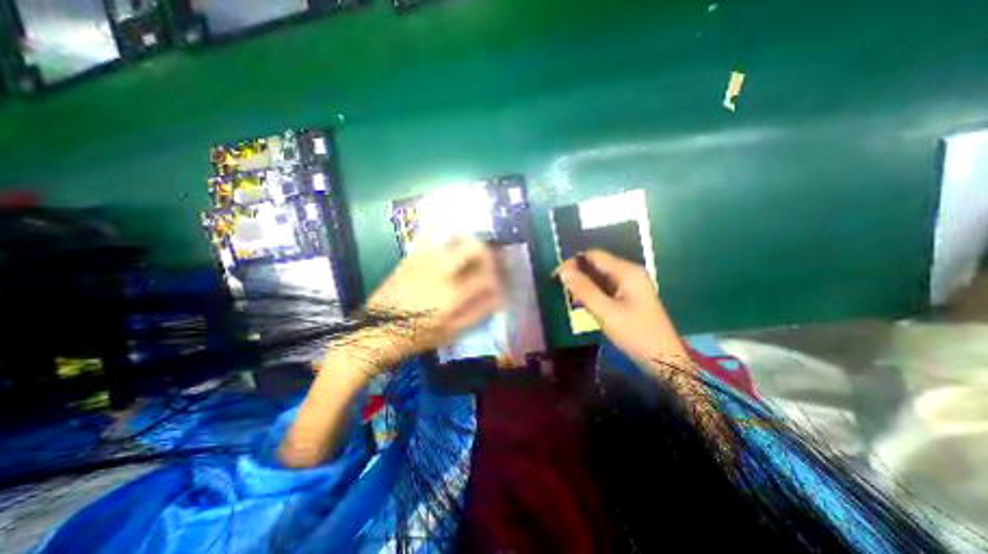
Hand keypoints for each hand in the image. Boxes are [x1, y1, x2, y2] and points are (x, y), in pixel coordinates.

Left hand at [361, 237, 504, 364]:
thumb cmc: (414, 336)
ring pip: (454, 237)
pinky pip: (429, 233)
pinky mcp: (410, 256)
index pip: (486, 277)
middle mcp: (441, 271)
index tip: (497, 282)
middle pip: (474, 248)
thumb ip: (477, 314)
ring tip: (468, 252)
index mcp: (452, 295)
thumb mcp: (450, 333)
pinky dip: (441, 230)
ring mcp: (424, 260)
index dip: (496, 278)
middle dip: (486, 253)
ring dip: (467, 241)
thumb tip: (498, 298)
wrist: (373, 332)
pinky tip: (446, 240)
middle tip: (486, 262)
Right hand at [554, 251, 687, 367]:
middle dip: (578, 275)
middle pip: (597, 265)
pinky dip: (593, 293)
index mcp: (627, 272)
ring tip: (572, 300)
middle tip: (563, 291)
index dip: (573, 263)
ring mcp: (630, 285)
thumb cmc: (635, 334)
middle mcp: (629, 273)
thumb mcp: (606, 312)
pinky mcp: (629, 296)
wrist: (664, 359)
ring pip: (600, 277)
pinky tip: (585, 304)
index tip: (556, 277)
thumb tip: (563, 272)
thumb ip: (584, 290)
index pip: (594, 256)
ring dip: (584, 285)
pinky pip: (606, 287)